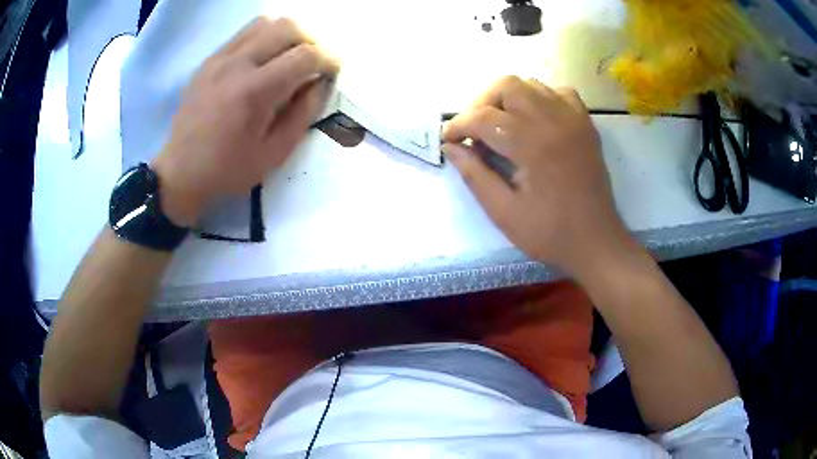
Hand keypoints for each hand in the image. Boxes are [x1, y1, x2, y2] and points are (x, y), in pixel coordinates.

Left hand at [152, 17, 338, 226]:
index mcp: (254, 91)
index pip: (305, 55)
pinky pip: (244, 33)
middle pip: (288, 27)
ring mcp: (219, 58)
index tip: (334, 69)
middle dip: (312, 39)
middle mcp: (237, 64)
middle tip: (315, 61)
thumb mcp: (274, 153)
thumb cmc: (228, 170)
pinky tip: (264, 59)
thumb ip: (303, 114)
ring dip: (287, 34)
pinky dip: (264, 38)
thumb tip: (320, 83)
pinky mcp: (209, 60)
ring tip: (290, 56)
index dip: (329, 58)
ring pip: (265, 22)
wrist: (180, 172)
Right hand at [442, 76, 631, 278]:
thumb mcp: (503, 212)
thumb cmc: (549, 233)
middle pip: (507, 85)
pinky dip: (541, 98)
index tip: (448, 139)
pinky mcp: (586, 124)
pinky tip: (535, 120)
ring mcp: (573, 119)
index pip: (483, 117)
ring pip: (532, 84)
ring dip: (509, 98)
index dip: (458, 125)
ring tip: (502, 124)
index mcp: (531, 144)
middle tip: (475, 130)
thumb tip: (451, 147)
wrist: (596, 241)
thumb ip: (474, 175)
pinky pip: (559, 93)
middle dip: (482, 103)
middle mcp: (553, 121)